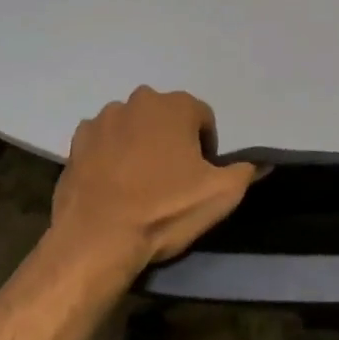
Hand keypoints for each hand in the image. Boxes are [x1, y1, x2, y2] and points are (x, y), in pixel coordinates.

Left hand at [49, 87, 256, 276]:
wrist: (97, 238)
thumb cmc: (164, 210)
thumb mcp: (220, 195)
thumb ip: (245, 172)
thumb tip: (261, 162)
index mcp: (176, 106)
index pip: (203, 118)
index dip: (206, 147)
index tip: (200, 176)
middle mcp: (139, 101)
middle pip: (166, 118)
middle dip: (171, 140)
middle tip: (172, 179)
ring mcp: (104, 119)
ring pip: (133, 126)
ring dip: (140, 144)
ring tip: (139, 183)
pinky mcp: (77, 141)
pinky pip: (103, 141)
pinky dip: (110, 155)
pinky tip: (112, 184)